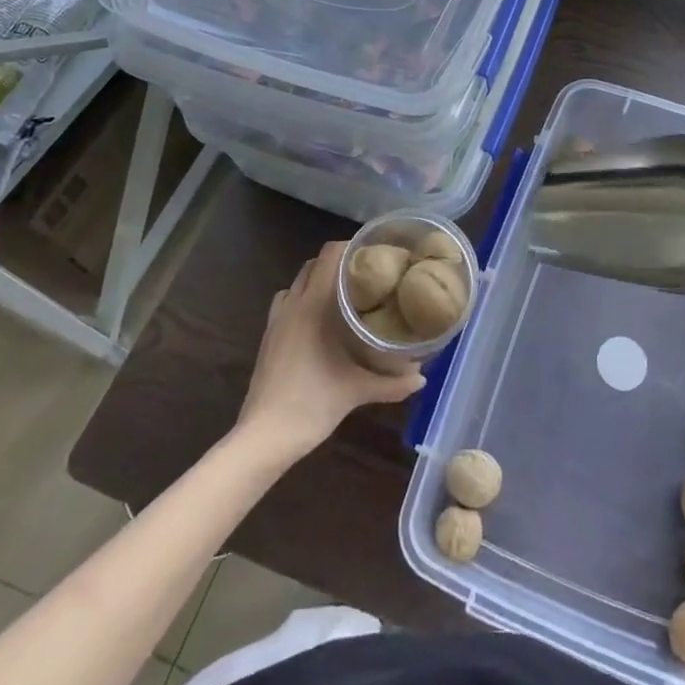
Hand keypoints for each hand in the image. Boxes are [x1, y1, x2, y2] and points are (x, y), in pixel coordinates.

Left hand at [236, 242, 425, 458]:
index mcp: (313, 304)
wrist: (263, 437)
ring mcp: (276, 320)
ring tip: (344, 296)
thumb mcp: (356, 391)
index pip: (329, 255)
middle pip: (313, 264)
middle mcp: (292, 304)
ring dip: (317, 281)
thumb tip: (421, 379)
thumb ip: (392, 382)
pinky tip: (320, 324)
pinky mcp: (268, 337)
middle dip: (337, 264)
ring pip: (297, 283)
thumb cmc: (311, 404)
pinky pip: (286, 304)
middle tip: (366, 276)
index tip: (376, 254)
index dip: (351, 247)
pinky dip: (302, 301)